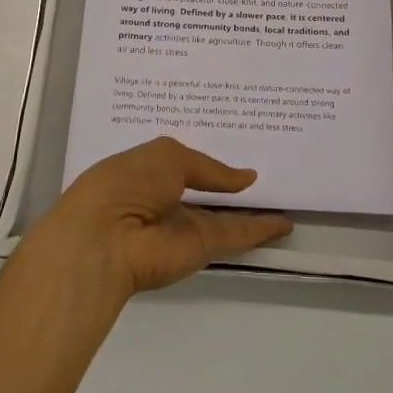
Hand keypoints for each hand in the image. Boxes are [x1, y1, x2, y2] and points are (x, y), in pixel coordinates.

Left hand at [23, 138, 293, 300]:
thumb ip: (209, 168)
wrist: (106, 238)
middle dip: (229, 184)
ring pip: (224, 216)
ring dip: (251, 210)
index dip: (204, 156)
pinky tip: (285, 223)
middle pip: (204, 192)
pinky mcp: (201, 249)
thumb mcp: (167, 156)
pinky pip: (235, 235)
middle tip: (267, 167)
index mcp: (146, 171)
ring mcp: (183, 226)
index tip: (234, 144)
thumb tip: (245, 179)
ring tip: (283, 196)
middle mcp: (165, 199)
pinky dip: (260, 230)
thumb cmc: (126, 183)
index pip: (180, 163)